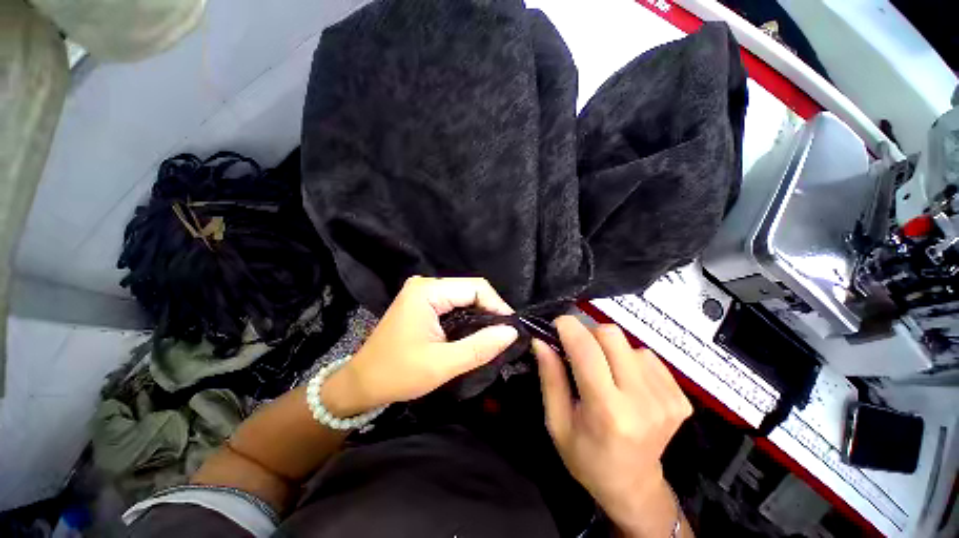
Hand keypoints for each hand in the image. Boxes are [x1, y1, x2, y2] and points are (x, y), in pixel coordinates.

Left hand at [323, 276, 518, 415]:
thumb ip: (479, 347)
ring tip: (495, 335)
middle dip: (491, 310)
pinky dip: (468, 317)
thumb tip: (511, 332)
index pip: (475, 287)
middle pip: (470, 290)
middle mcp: (426, 284)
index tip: (512, 329)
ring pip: (464, 297)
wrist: (361, 384)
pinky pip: (454, 304)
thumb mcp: (442, 364)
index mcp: (427, 291)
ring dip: (481, 314)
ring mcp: (423, 292)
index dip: (498, 306)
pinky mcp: (423, 303)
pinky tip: (476, 332)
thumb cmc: (397, 374)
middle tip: (505, 334)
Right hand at [533, 316, 692, 537]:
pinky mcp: (680, 398)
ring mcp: (666, 399)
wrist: (634, 486)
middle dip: (588, 334)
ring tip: (604, 372)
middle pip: (611, 335)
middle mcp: (641, 401)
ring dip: (609, 350)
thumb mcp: (556, 421)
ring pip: (628, 343)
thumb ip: (550, 377)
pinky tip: (625, 381)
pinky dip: (629, 360)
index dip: (568, 327)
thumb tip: (541, 340)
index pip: (586, 349)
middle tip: (578, 351)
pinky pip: (647, 356)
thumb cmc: (586, 457)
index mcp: (607, 410)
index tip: (557, 325)